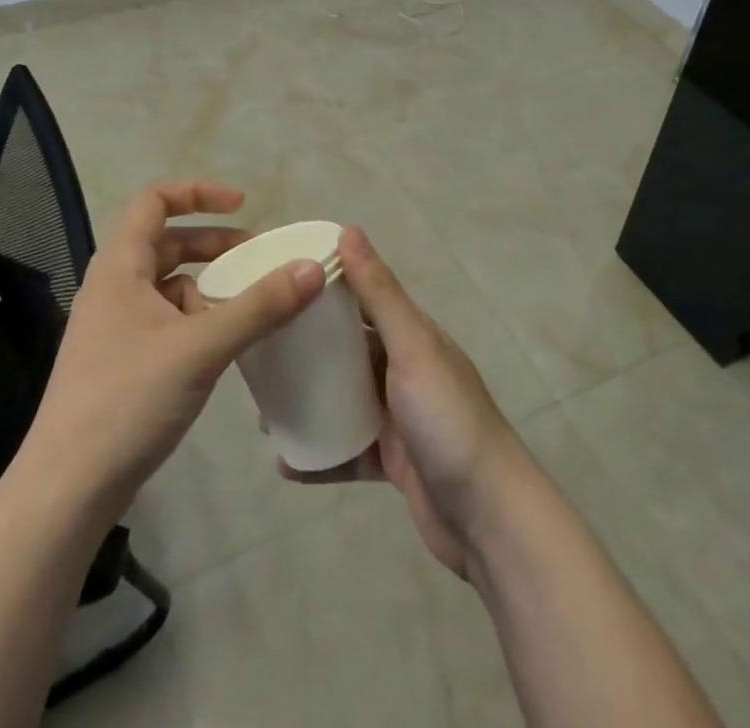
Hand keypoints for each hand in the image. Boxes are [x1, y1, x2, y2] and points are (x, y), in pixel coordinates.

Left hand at [24, 181, 326, 516]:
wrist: (67, 490)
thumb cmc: (127, 401)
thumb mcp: (201, 347)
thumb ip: (259, 306)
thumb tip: (313, 267)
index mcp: (120, 265)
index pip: (154, 199)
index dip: (198, 192)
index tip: (243, 205)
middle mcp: (113, 285)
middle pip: (167, 242)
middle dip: (214, 244)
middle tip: (258, 259)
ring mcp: (114, 325)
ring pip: (168, 285)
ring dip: (208, 286)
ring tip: (247, 308)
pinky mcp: (121, 360)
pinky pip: (166, 320)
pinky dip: (197, 320)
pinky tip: (222, 347)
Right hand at [284, 227, 528, 578]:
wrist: (490, 519)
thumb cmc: (449, 419)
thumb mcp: (412, 348)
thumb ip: (379, 294)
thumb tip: (348, 230)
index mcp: (411, 335)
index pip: (362, 297)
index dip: (323, 288)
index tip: (277, 284)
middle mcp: (403, 369)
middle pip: (346, 350)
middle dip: (305, 350)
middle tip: (259, 354)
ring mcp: (398, 417)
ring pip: (342, 400)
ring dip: (307, 402)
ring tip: (263, 410)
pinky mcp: (392, 461)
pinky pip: (346, 451)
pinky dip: (319, 454)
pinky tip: (284, 462)